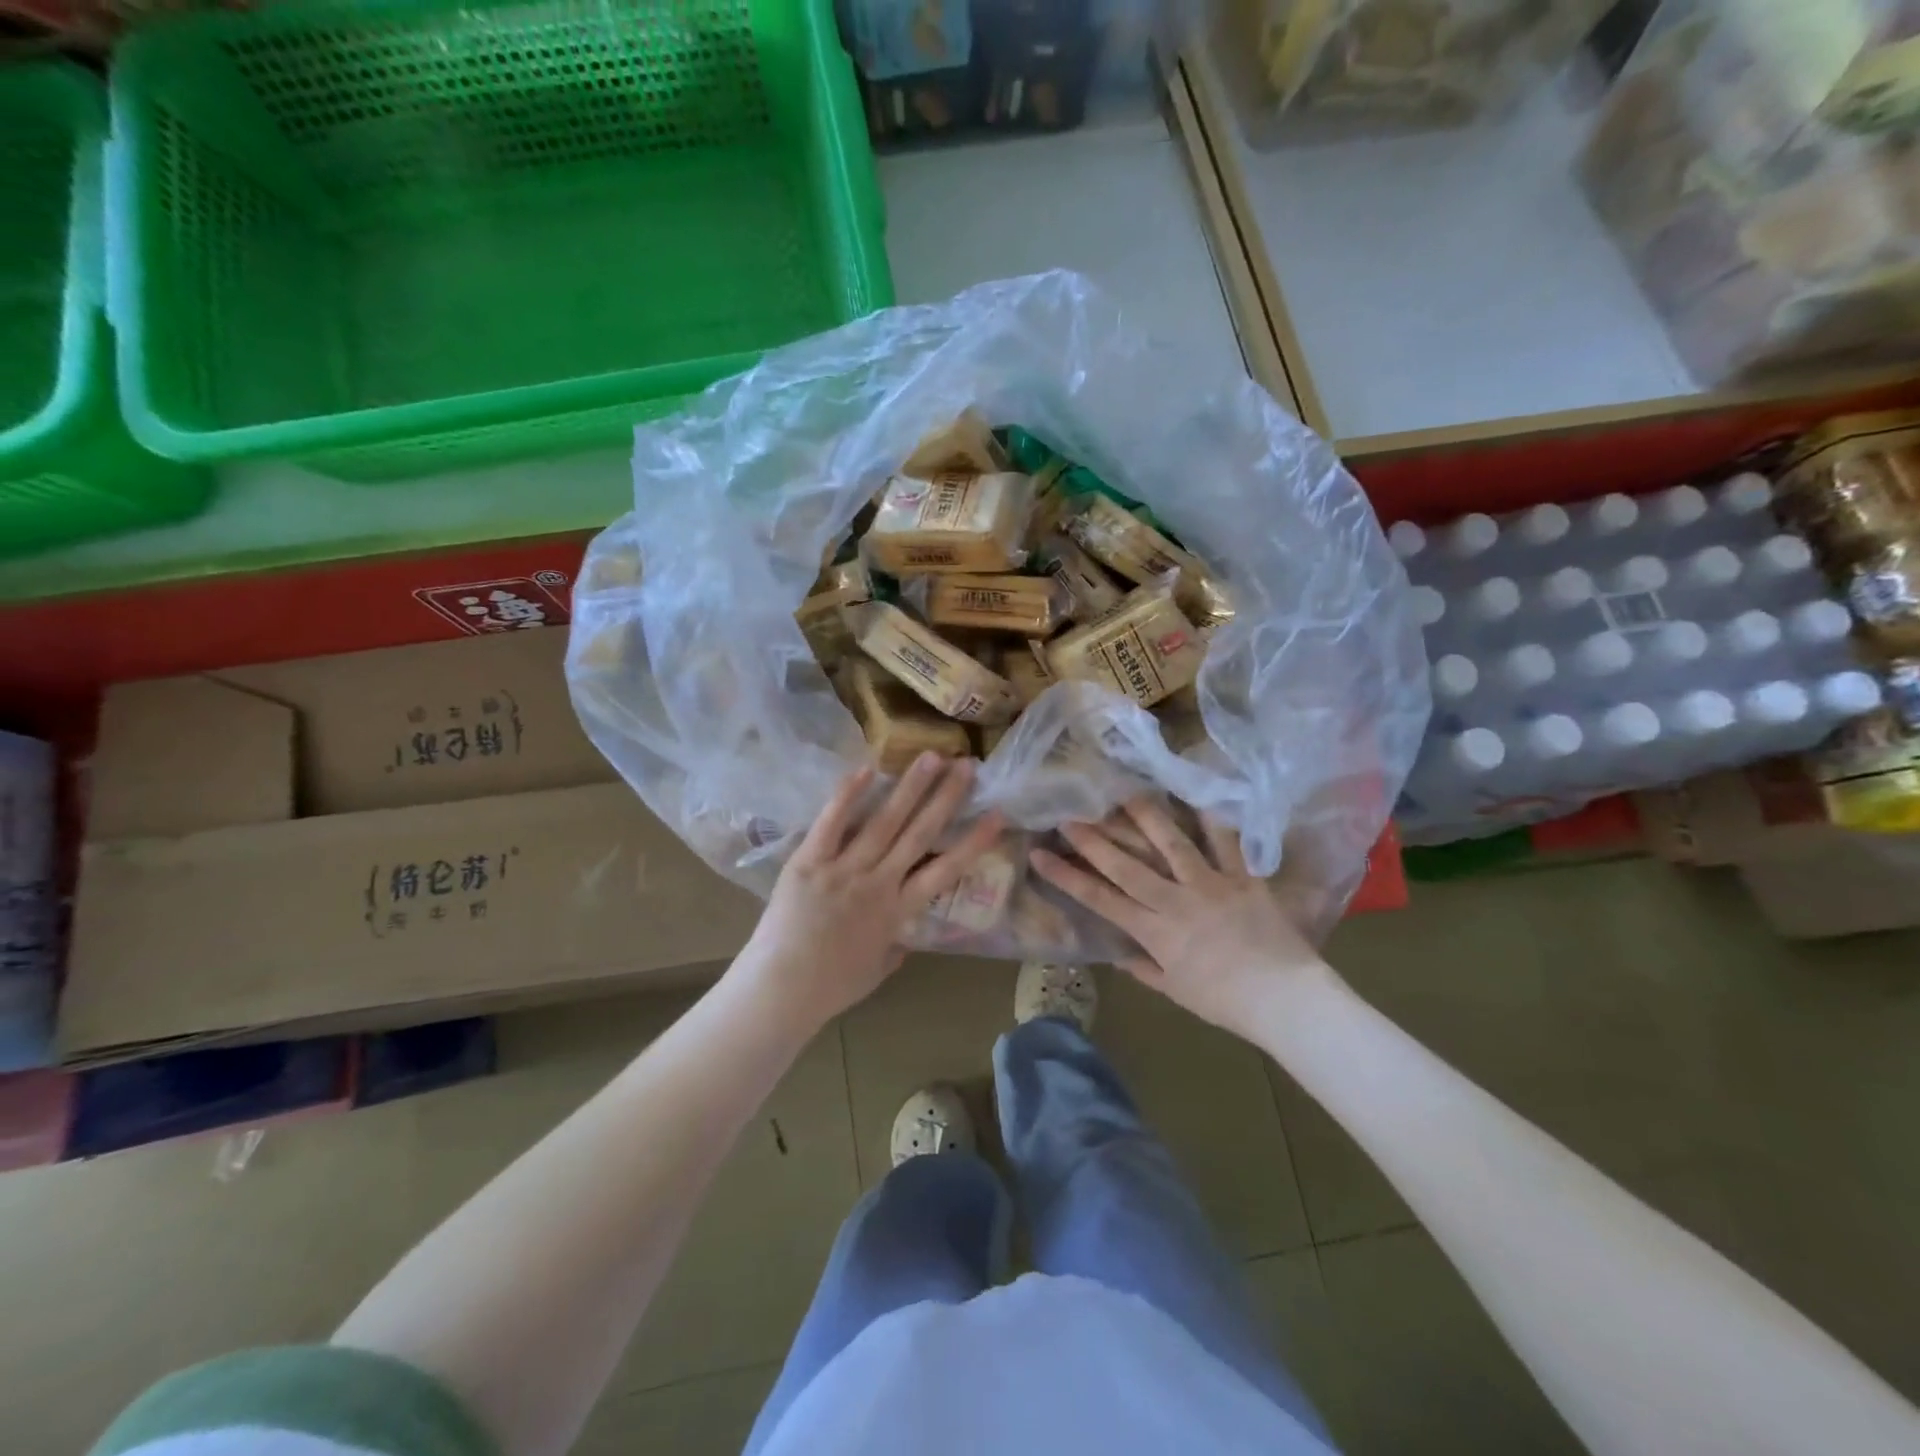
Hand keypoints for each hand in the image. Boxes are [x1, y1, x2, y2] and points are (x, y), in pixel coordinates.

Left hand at [736, 755, 1003, 1030]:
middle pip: (919, 833)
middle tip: (967, 765)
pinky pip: (832, 822)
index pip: (946, 870)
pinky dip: (849, 795)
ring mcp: (843, 869)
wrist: (779, 990)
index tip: (997, 815)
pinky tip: (868, 769)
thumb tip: (904, 934)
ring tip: (931, 757)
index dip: (974, 841)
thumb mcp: (877, 970)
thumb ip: (895, 947)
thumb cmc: (831, 987)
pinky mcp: (809, 861)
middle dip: (946, 797)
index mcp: (898, 911)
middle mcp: (878, 883)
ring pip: (884, 821)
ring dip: (910, 787)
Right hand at [1029, 799, 1324, 1039]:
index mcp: (1155, 931)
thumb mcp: (1176, 991)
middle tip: (1068, 814)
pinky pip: (1227, 843)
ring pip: (1171, 844)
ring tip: (1123, 793)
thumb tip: (1117, 954)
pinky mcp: (1243, 878)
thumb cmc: (1226, 1002)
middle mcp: (1175, 900)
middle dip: (1092, 839)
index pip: (1100, 899)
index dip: (1067, 876)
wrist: (1284, 999)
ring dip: (1145, 817)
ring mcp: (1209, 884)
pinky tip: (1197, 795)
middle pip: (1125, 865)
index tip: (1040, 855)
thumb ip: (1143, 969)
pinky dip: (1214, 819)